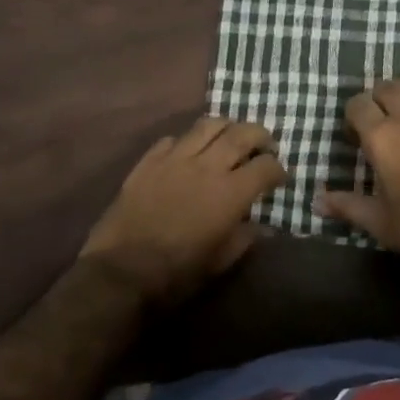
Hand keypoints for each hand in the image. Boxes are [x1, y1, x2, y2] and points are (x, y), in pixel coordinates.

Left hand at [79, 116, 285, 304]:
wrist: (120, 272)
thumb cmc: (176, 274)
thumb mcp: (220, 263)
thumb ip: (245, 239)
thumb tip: (261, 226)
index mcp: (230, 193)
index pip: (265, 166)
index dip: (277, 170)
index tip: (279, 178)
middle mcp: (206, 166)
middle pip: (241, 133)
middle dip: (259, 135)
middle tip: (264, 145)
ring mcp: (175, 158)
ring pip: (208, 125)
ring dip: (226, 127)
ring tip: (229, 137)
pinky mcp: (148, 160)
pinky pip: (172, 138)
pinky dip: (187, 141)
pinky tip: (188, 153)